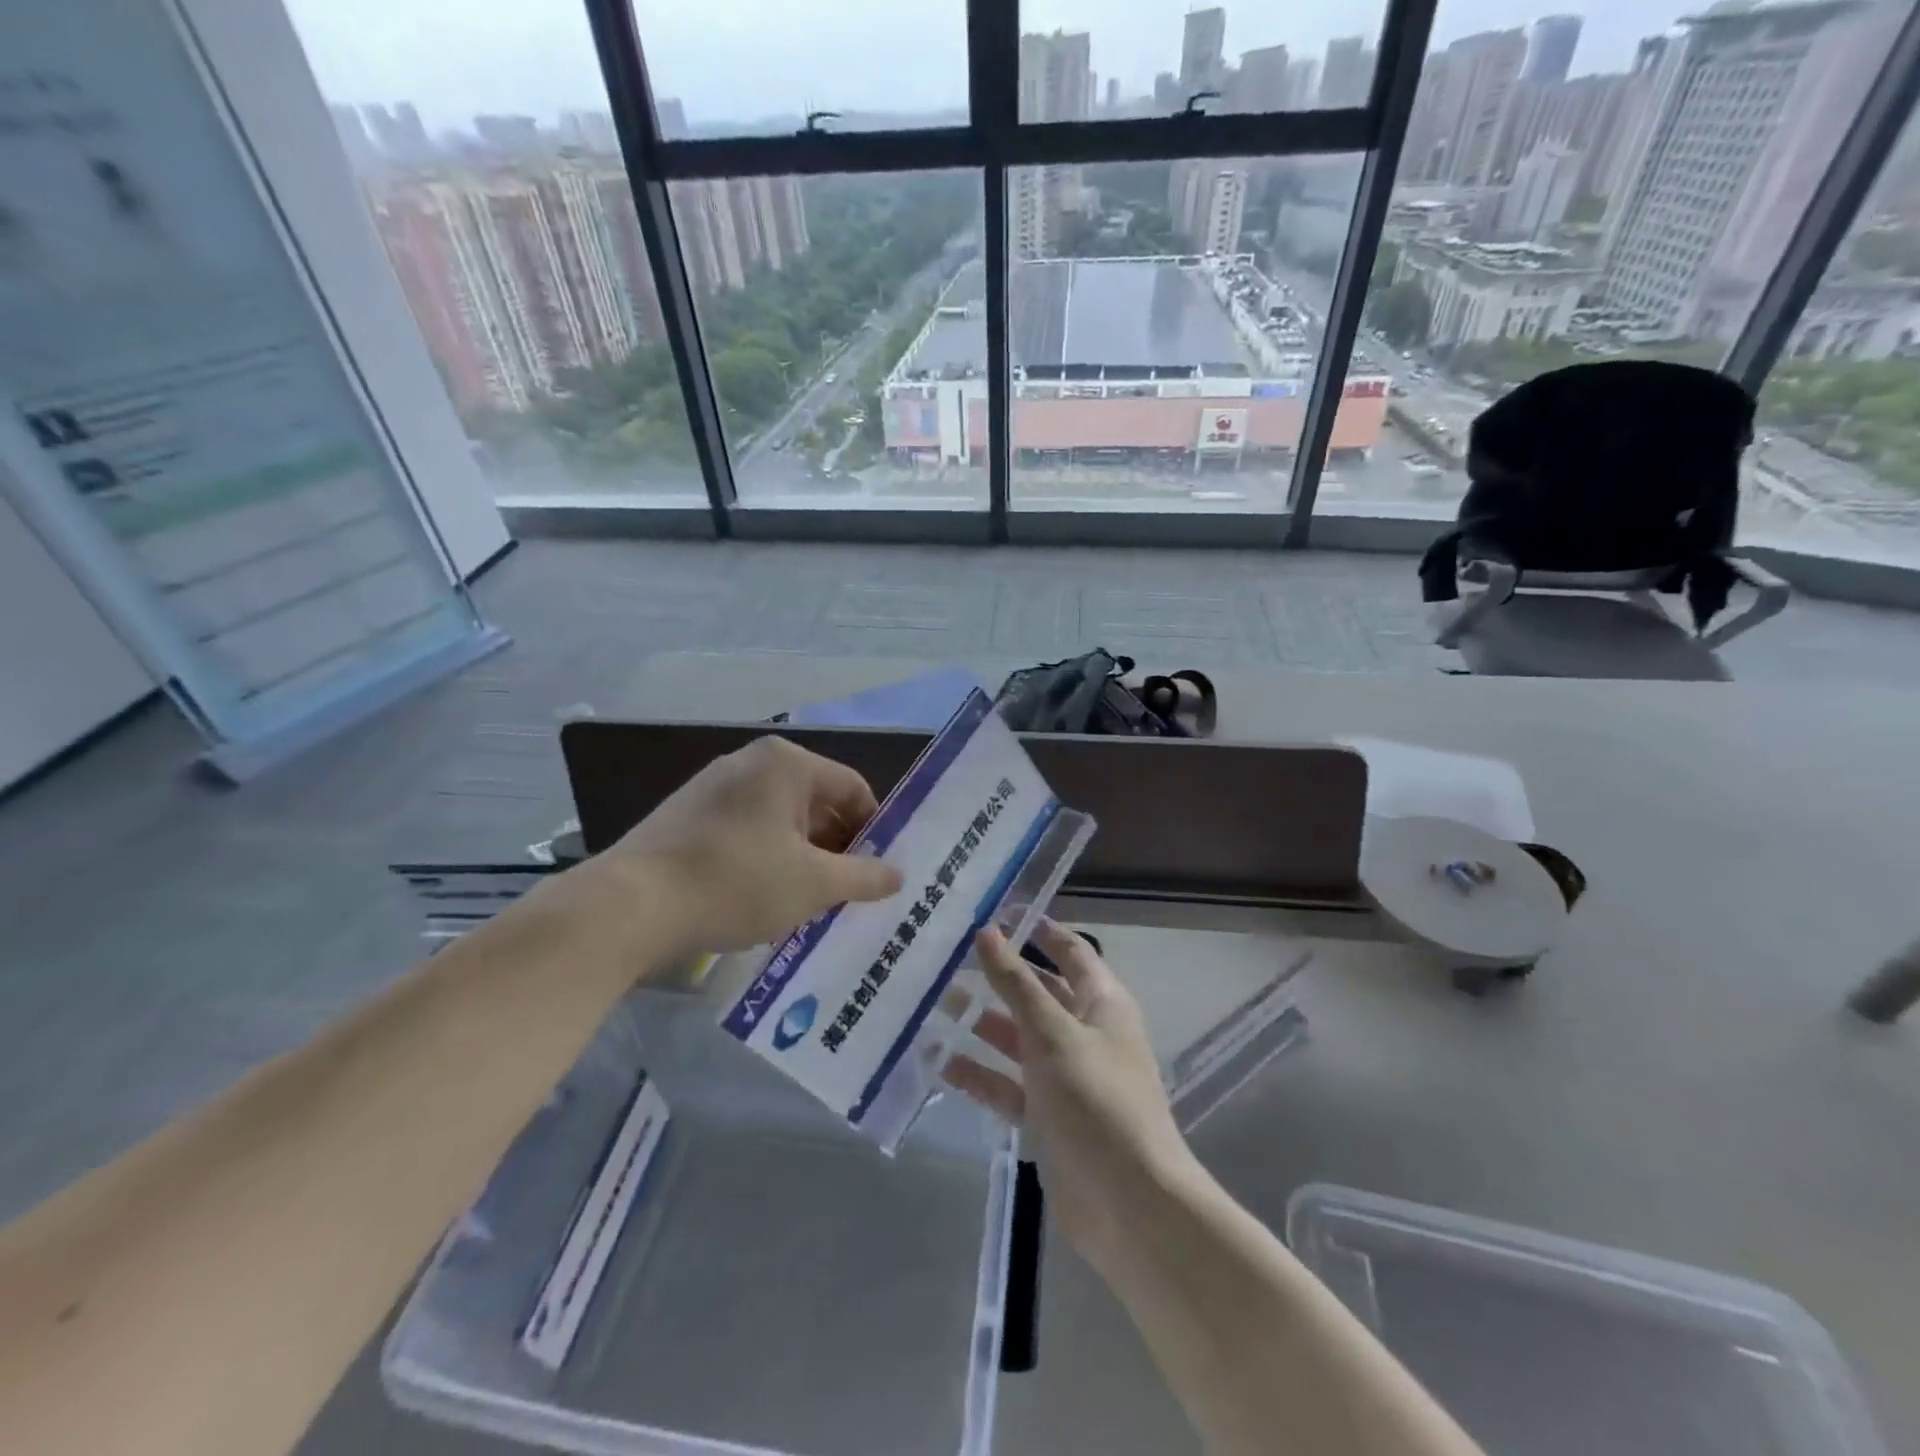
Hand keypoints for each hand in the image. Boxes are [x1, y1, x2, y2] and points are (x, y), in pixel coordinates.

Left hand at [587, 736, 901, 955]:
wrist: (630, 906)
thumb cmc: (737, 881)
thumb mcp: (814, 884)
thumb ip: (864, 876)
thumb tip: (898, 874)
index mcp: (787, 763)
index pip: (852, 788)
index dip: (874, 830)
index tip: (879, 872)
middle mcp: (751, 762)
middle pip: (815, 803)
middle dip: (836, 847)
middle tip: (848, 892)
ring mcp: (713, 787)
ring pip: (780, 820)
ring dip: (802, 857)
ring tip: (808, 901)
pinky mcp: (687, 815)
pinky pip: (746, 831)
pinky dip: (766, 858)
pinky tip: (762, 898)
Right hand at [942, 921, 1196, 1273]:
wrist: (1129, 1204)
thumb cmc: (1096, 1100)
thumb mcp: (1052, 1033)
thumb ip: (1016, 983)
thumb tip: (987, 931)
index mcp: (1101, 1004)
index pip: (1071, 953)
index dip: (1039, 931)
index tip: (997, 912)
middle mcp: (1083, 1033)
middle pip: (1036, 994)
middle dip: (997, 978)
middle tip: (946, 959)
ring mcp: (1064, 1077)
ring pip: (1016, 1039)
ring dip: (980, 1024)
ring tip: (931, 1004)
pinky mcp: (1046, 1116)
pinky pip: (1007, 1085)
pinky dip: (978, 1074)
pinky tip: (938, 1062)